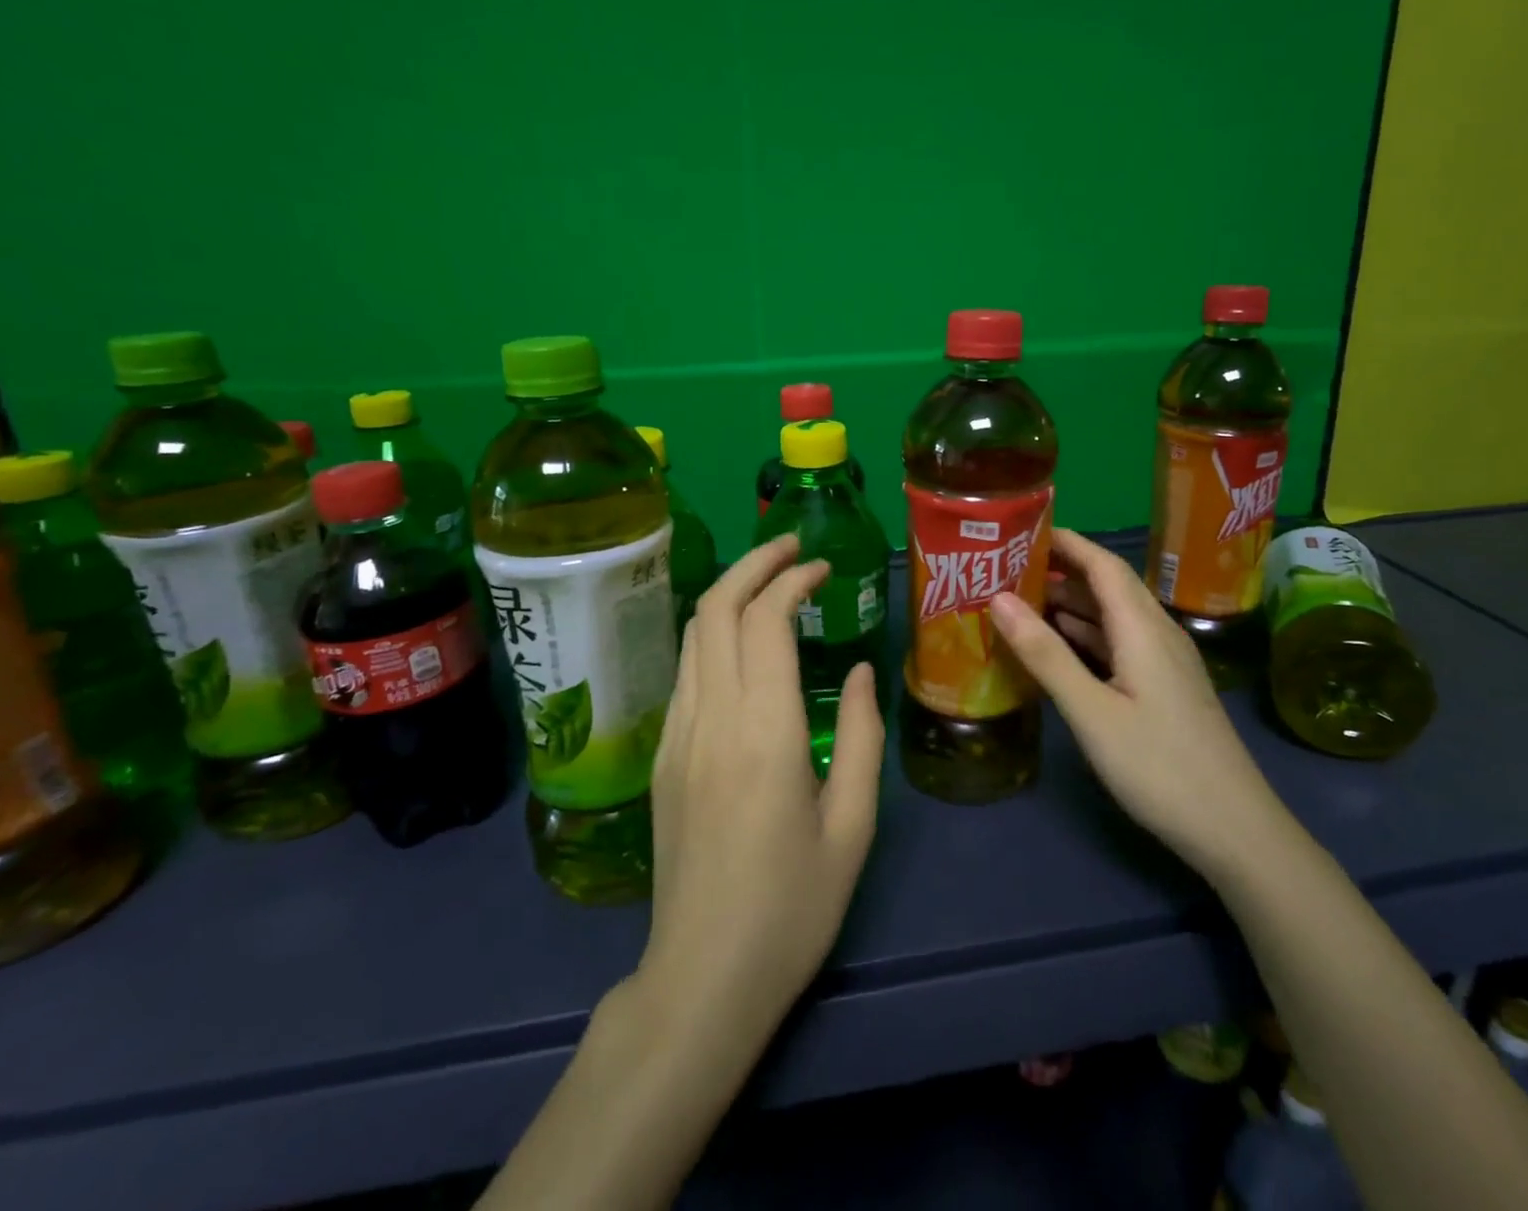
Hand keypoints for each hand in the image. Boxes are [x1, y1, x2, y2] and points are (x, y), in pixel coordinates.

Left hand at [637, 534, 884, 1041]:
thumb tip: (863, 670)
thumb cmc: (793, 908)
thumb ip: (862, 736)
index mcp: (765, 733)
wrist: (703, 978)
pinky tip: (743, 643)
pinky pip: (686, 671)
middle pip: (715, 609)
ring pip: (692, 634)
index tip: (823, 568)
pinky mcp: (664, 756)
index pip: (766, 621)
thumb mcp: (853, 826)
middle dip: (753, 564)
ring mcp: (678, 736)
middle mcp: (712, 719)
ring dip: (729, 593)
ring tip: (770, 581)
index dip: (793, 579)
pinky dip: (713, 632)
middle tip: (792, 548)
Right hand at [990, 529, 1275, 876]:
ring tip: (1021, 600)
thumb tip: (999, 599)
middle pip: (1108, 585)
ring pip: (1113, 616)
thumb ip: (1046, 654)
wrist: (1234, 829)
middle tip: (1008, 567)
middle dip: (1061, 569)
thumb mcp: (1092, 711)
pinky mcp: (1165, 688)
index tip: (1021, 530)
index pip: (1103, 564)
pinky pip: (1120, 643)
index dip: (1065, 541)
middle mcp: (1157, 633)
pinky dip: (1086, 635)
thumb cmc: (1159, 766)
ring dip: (1071, 603)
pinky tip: (1060, 646)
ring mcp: (1165, 662)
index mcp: (1142, 627)